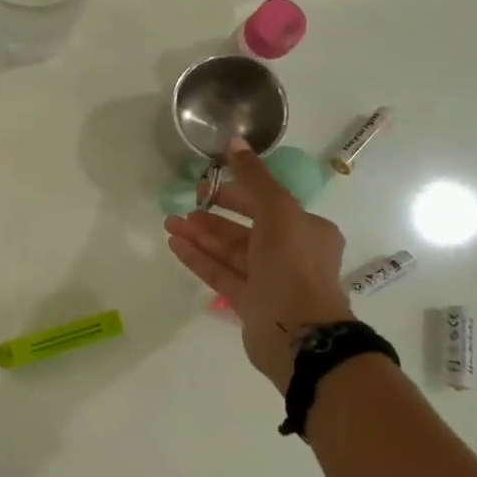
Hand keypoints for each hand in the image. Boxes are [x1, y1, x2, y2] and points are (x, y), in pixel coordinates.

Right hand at [165, 139, 353, 392]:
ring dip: (200, 236)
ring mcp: (269, 280)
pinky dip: (200, 259)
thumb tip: (234, 141)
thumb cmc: (293, 265)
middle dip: (213, 215)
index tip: (207, 184)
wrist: (300, 335)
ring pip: (230, 252)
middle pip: (245, 228)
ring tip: (169, 224)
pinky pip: (221, 274)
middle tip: (183, 205)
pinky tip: (176, 245)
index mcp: (306, 229)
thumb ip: (254, 177)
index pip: (267, 203)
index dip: (236, 191)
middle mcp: (290, 253)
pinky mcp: (250, 303)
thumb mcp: (278, 211)